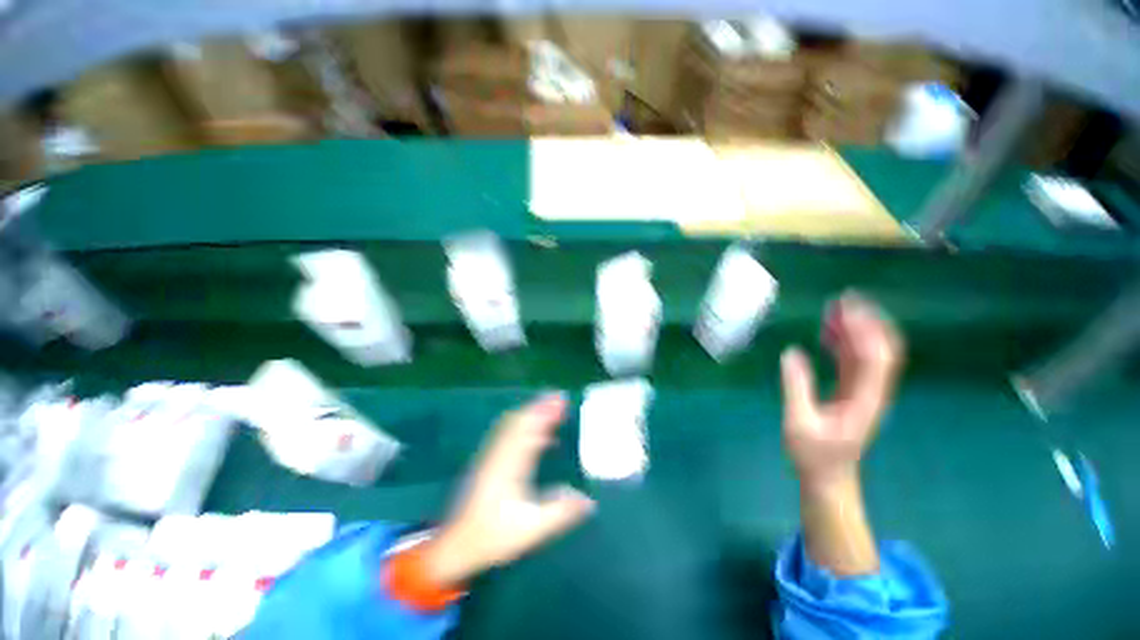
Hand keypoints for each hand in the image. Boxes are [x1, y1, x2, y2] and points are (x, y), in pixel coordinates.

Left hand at [425, 394, 595, 588]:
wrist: (456, 545)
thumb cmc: (493, 537)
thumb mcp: (531, 530)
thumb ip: (560, 513)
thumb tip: (589, 501)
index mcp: (510, 466)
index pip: (530, 430)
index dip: (546, 413)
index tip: (561, 401)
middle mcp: (500, 454)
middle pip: (520, 420)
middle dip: (540, 406)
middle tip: (560, 397)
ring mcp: (492, 456)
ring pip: (512, 424)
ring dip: (531, 411)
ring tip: (550, 406)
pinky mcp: (489, 461)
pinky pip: (507, 433)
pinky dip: (523, 424)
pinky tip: (537, 433)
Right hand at [780, 293, 903, 489]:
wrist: (828, 477)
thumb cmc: (814, 455)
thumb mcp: (799, 423)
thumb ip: (796, 387)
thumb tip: (791, 352)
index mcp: (864, 400)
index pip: (875, 357)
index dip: (864, 330)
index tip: (845, 308)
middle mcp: (872, 391)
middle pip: (881, 349)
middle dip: (867, 321)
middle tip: (843, 299)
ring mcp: (864, 390)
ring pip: (868, 351)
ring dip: (855, 328)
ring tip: (834, 307)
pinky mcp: (853, 390)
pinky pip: (854, 359)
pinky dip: (844, 341)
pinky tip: (828, 330)